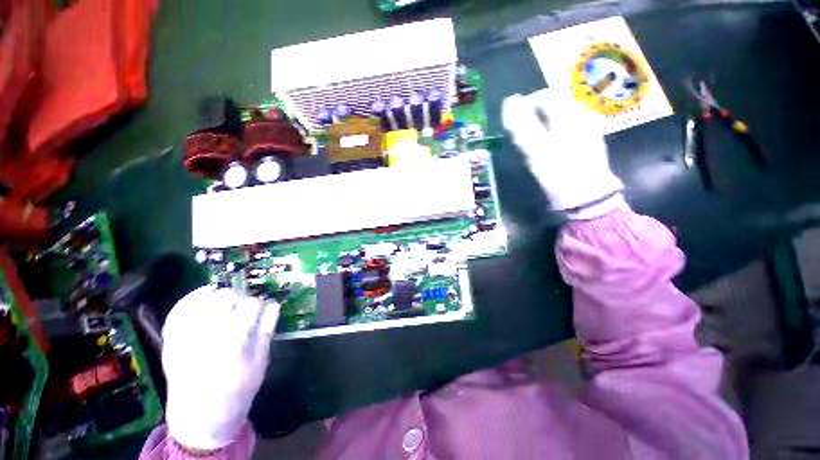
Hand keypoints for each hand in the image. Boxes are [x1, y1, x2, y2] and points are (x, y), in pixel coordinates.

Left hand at [162, 286, 279, 449]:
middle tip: (245, 307)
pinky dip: (194, 297)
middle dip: (240, 297)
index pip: (251, 305)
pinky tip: (206, 294)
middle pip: (226, 297)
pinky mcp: (170, 340)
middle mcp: (206, 337)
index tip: (262, 309)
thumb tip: (272, 304)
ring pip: (204, 298)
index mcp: (232, 344)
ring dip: (220, 295)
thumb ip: (267, 331)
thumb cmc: (237, 392)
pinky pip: (179, 309)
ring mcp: (183, 337)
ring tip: (228, 303)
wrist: (199, 417)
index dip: (261, 304)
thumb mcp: (260, 363)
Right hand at [501, 89, 622, 214]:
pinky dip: (551, 134)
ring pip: (559, 117)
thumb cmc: (559, 172)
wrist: (587, 196)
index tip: (512, 122)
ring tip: (531, 144)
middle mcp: (581, 115)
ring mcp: (587, 128)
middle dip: (533, 116)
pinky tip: (547, 149)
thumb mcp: (536, 148)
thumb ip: (522, 124)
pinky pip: (566, 128)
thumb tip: (509, 101)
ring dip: (541, 125)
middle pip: (553, 105)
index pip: (545, 96)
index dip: (525, 104)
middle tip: (520, 135)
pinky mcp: (588, 141)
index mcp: (570, 114)